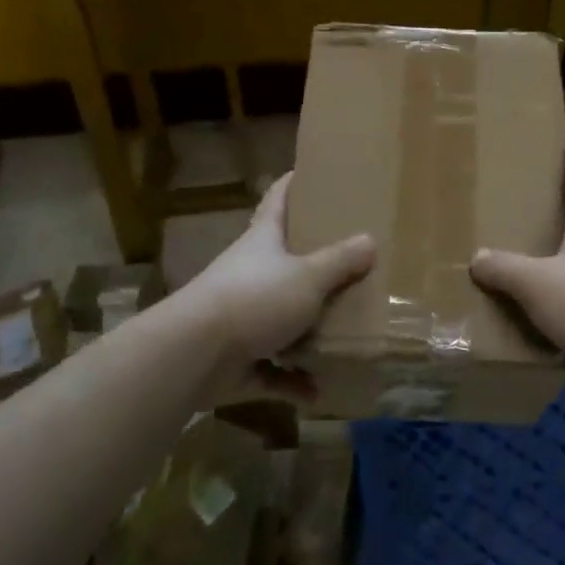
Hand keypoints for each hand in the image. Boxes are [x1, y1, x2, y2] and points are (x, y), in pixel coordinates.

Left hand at [182, 173, 373, 386]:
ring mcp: (241, 318)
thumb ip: (340, 261)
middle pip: (283, 260)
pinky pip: (272, 370)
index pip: (277, 200)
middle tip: (350, 260)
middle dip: (312, 262)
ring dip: (306, 330)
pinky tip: (318, 391)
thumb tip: (370, 241)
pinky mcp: (237, 360)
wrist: (195, 354)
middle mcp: (250, 274)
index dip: (292, 184)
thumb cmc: (255, 298)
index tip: (310, 172)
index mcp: (263, 241)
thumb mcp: (308, 276)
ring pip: (280, 318)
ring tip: (343, 332)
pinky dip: (293, 381)